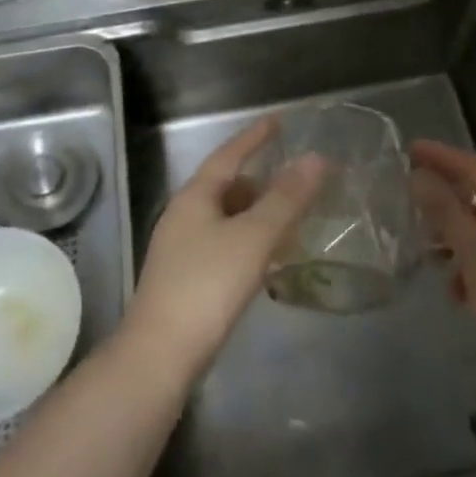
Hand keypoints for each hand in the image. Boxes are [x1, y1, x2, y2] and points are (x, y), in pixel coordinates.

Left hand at [124, 117, 327, 382]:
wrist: (160, 355)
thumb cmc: (207, 286)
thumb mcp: (253, 237)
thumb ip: (286, 199)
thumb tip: (315, 158)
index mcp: (195, 197)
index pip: (228, 155)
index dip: (254, 137)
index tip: (278, 121)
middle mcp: (184, 216)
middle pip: (227, 186)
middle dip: (260, 179)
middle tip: (295, 178)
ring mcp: (183, 249)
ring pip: (227, 218)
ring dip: (257, 213)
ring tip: (290, 218)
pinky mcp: (188, 279)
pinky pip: (225, 244)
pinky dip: (250, 241)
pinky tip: (268, 259)